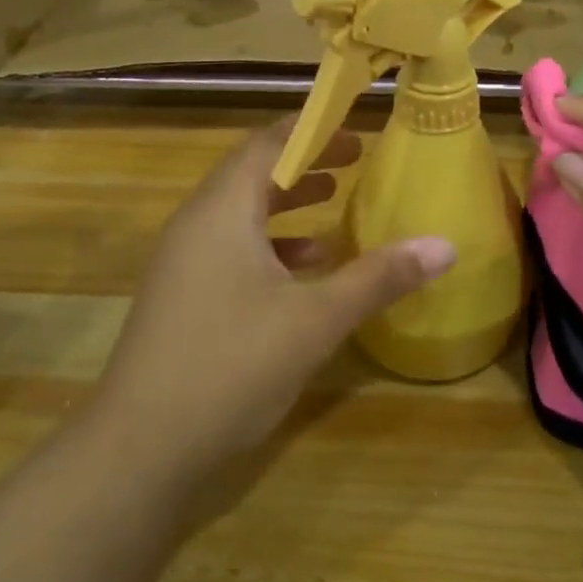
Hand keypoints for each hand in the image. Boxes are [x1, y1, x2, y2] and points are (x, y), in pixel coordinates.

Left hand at [89, 120, 455, 493]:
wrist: (138, 451)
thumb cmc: (230, 366)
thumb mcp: (315, 320)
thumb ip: (379, 277)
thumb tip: (444, 245)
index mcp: (221, 212)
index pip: (266, 145)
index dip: (311, 131)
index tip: (354, 130)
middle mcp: (196, 225)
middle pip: (252, 174)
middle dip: (304, 164)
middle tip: (354, 160)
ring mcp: (183, 263)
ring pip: (241, 214)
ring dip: (286, 204)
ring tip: (334, 203)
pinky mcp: (182, 298)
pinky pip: (231, 249)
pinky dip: (270, 246)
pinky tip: (305, 271)